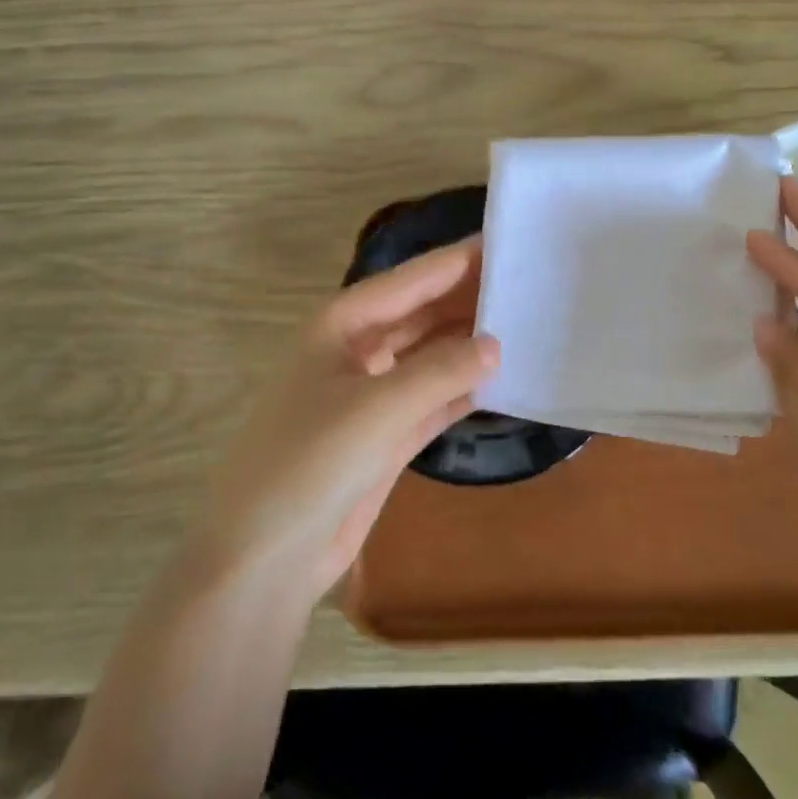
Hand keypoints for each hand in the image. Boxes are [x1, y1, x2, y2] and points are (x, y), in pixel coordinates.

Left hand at [200, 241, 499, 602]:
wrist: (266, 557)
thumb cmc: (309, 463)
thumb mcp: (378, 408)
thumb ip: (441, 371)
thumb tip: (496, 344)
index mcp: (343, 324)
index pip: (413, 279)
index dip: (460, 259)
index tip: (510, 241)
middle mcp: (359, 349)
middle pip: (424, 312)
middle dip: (471, 298)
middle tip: (531, 284)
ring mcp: (373, 393)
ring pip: (432, 354)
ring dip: (472, 343)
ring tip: (529, 324)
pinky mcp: (387, 435)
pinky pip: (435, 397)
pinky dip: (465, 388)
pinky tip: (504, 378)